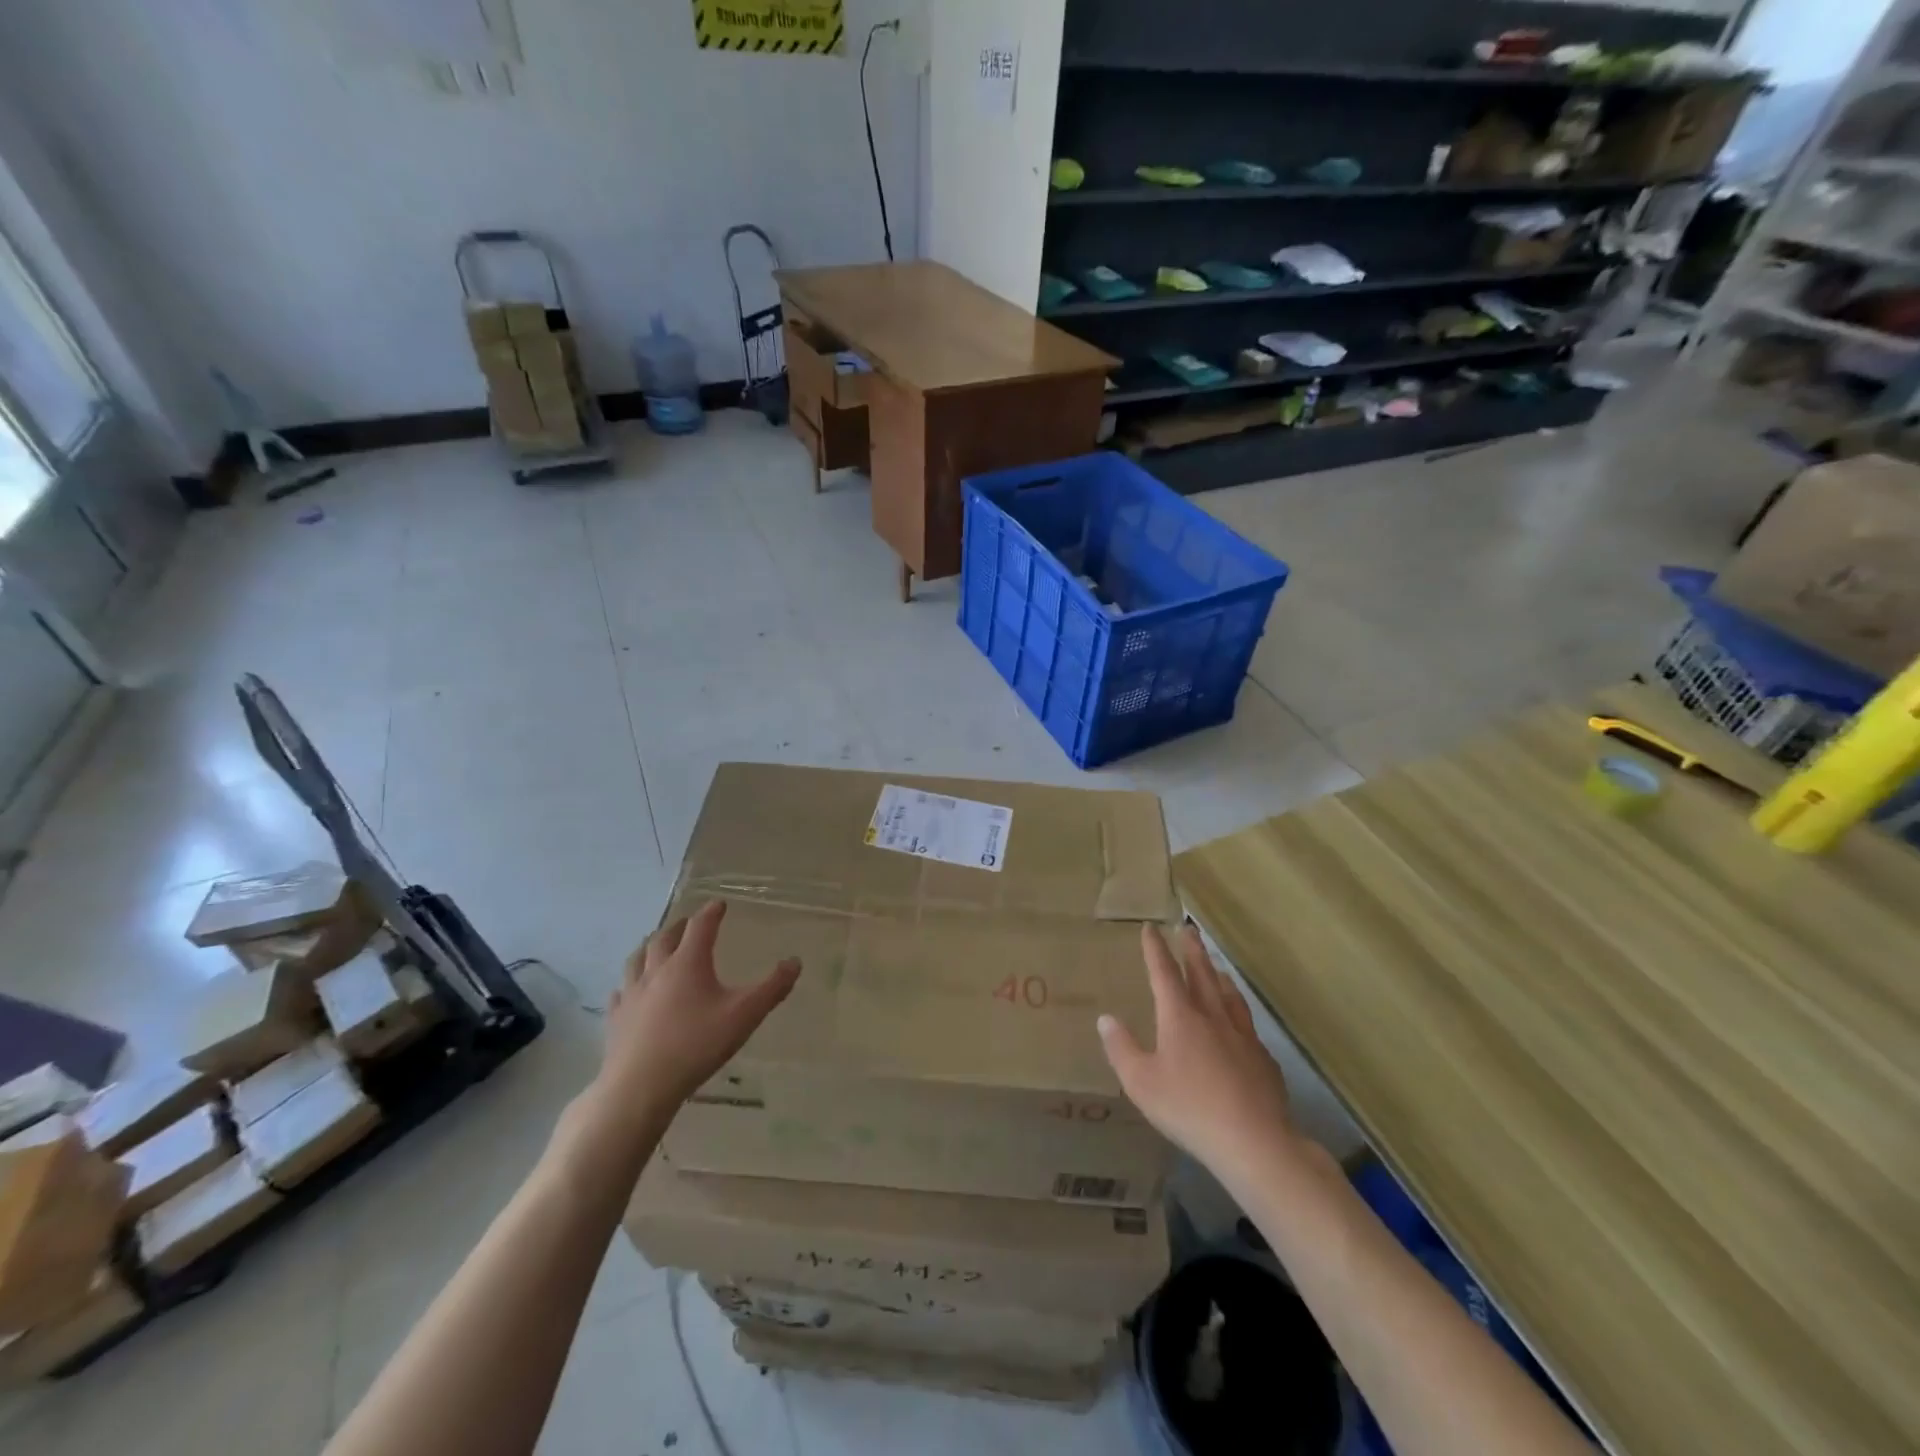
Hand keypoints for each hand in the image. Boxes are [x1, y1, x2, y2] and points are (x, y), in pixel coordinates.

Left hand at [592, 900, 799, 1134]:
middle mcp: (657, 971)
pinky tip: (628, 991)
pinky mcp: (616, 1019)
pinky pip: (621, 992)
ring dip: (650, 947)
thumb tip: (795, 961)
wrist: (639, 1087)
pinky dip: (629, 983)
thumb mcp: (745, 1016)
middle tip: (689, 923)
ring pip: (637, 959)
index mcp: (688, 963)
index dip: (711, 912)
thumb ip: (772, 988)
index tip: (719, 904)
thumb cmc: (696, 1045)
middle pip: (665, 938)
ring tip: (656, 945)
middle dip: (679, 926)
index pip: (701, 926)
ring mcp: (632, 994)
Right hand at [1099, 923, 1300, 1185]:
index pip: (1164, 973)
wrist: (1254, 1141)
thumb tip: (1106, 1019)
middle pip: (1202, 974)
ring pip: (1229, 995)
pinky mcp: (1263, 1059)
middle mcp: (1212, 1017)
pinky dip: (1238, 1012)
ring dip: (1219, 976)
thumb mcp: (1141, 1082)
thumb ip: (1122, 1049)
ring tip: (1216, 967)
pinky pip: (1247, 1025)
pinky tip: (1240, 1024)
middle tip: (1189, 929)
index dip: (1155, 949)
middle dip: (1192, 950)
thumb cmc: (1189, 1108)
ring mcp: (1242, 1036)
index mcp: (1180, 1017)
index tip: (1151, 927)